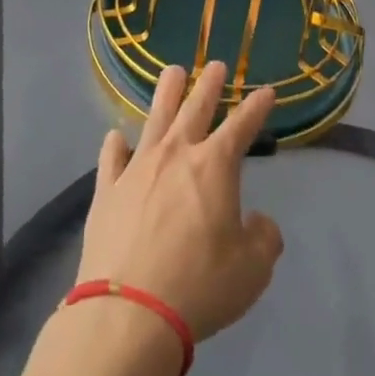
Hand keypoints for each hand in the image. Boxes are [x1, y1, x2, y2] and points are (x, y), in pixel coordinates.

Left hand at [77, 60, 283, 341]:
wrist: (129, 311)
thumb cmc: (200, 285)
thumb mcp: (252, 269)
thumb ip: (263, 238)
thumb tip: (258, 223)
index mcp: (215, 166)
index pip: (242, 125)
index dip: (257, 107)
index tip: (267, 91)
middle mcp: (176, 155)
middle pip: (195, 108)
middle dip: (209, 84)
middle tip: (215, 65)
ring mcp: (137, 168)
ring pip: (154, 118)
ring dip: (166, 93)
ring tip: (172, 72)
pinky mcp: (107, 191)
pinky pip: (112, 158)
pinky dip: (115, 145)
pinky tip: (116, 136)